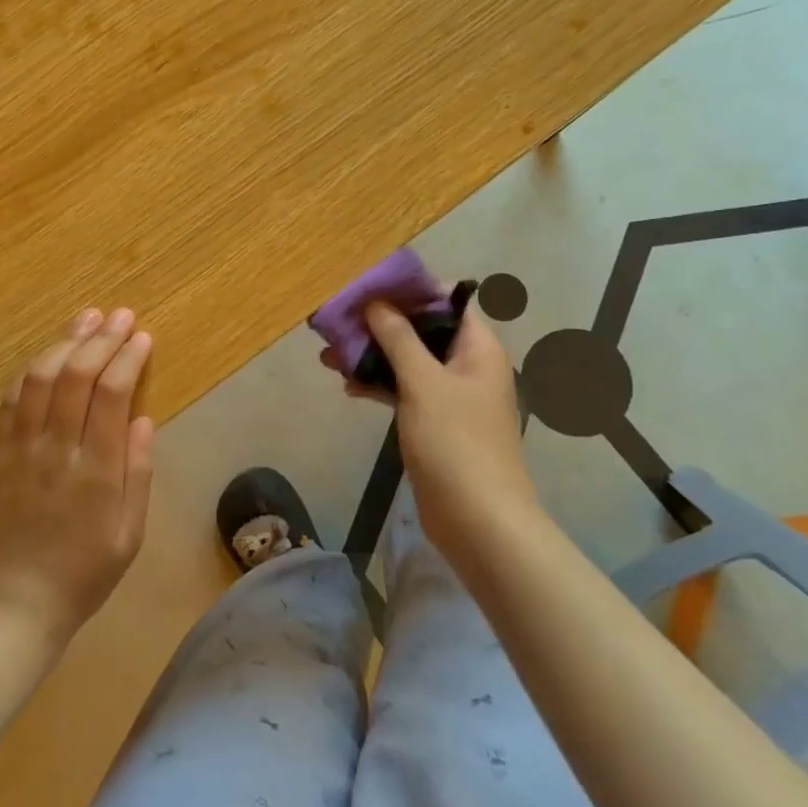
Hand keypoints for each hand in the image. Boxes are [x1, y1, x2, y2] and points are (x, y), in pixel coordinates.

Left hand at [0, 307, 155, 648]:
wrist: (14, 607)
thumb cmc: (83, 574)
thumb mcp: (129, 535)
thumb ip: (138, 474)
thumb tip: (143, 418)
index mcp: (96, 472)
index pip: (112, 394)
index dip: (127, 358)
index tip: (142, 337)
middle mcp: (56, 451)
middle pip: (76, 376)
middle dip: (101, 339)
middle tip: (120, 315)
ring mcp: (19, 450)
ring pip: (38, 379)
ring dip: (65, 343)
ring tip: (86, 320)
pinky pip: (10, 401)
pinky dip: (31, 370)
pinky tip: (48, 354)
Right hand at [361, 301, 537, 559]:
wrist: (478, 520)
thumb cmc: (455, 442)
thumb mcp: (423, 382)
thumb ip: (398, 338)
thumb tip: (377, 302)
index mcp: (477, 347)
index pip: (446, 301)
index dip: (410, 290)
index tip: (369, 286)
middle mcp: (466, 364)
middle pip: (421, 330)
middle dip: (380, 324)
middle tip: (339, 321)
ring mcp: (450, 395)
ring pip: (407, 361)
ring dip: (373, 355)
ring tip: (329, 355)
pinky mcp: (434, 422)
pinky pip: (404, 390)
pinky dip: (379, 385)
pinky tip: (348, 387)